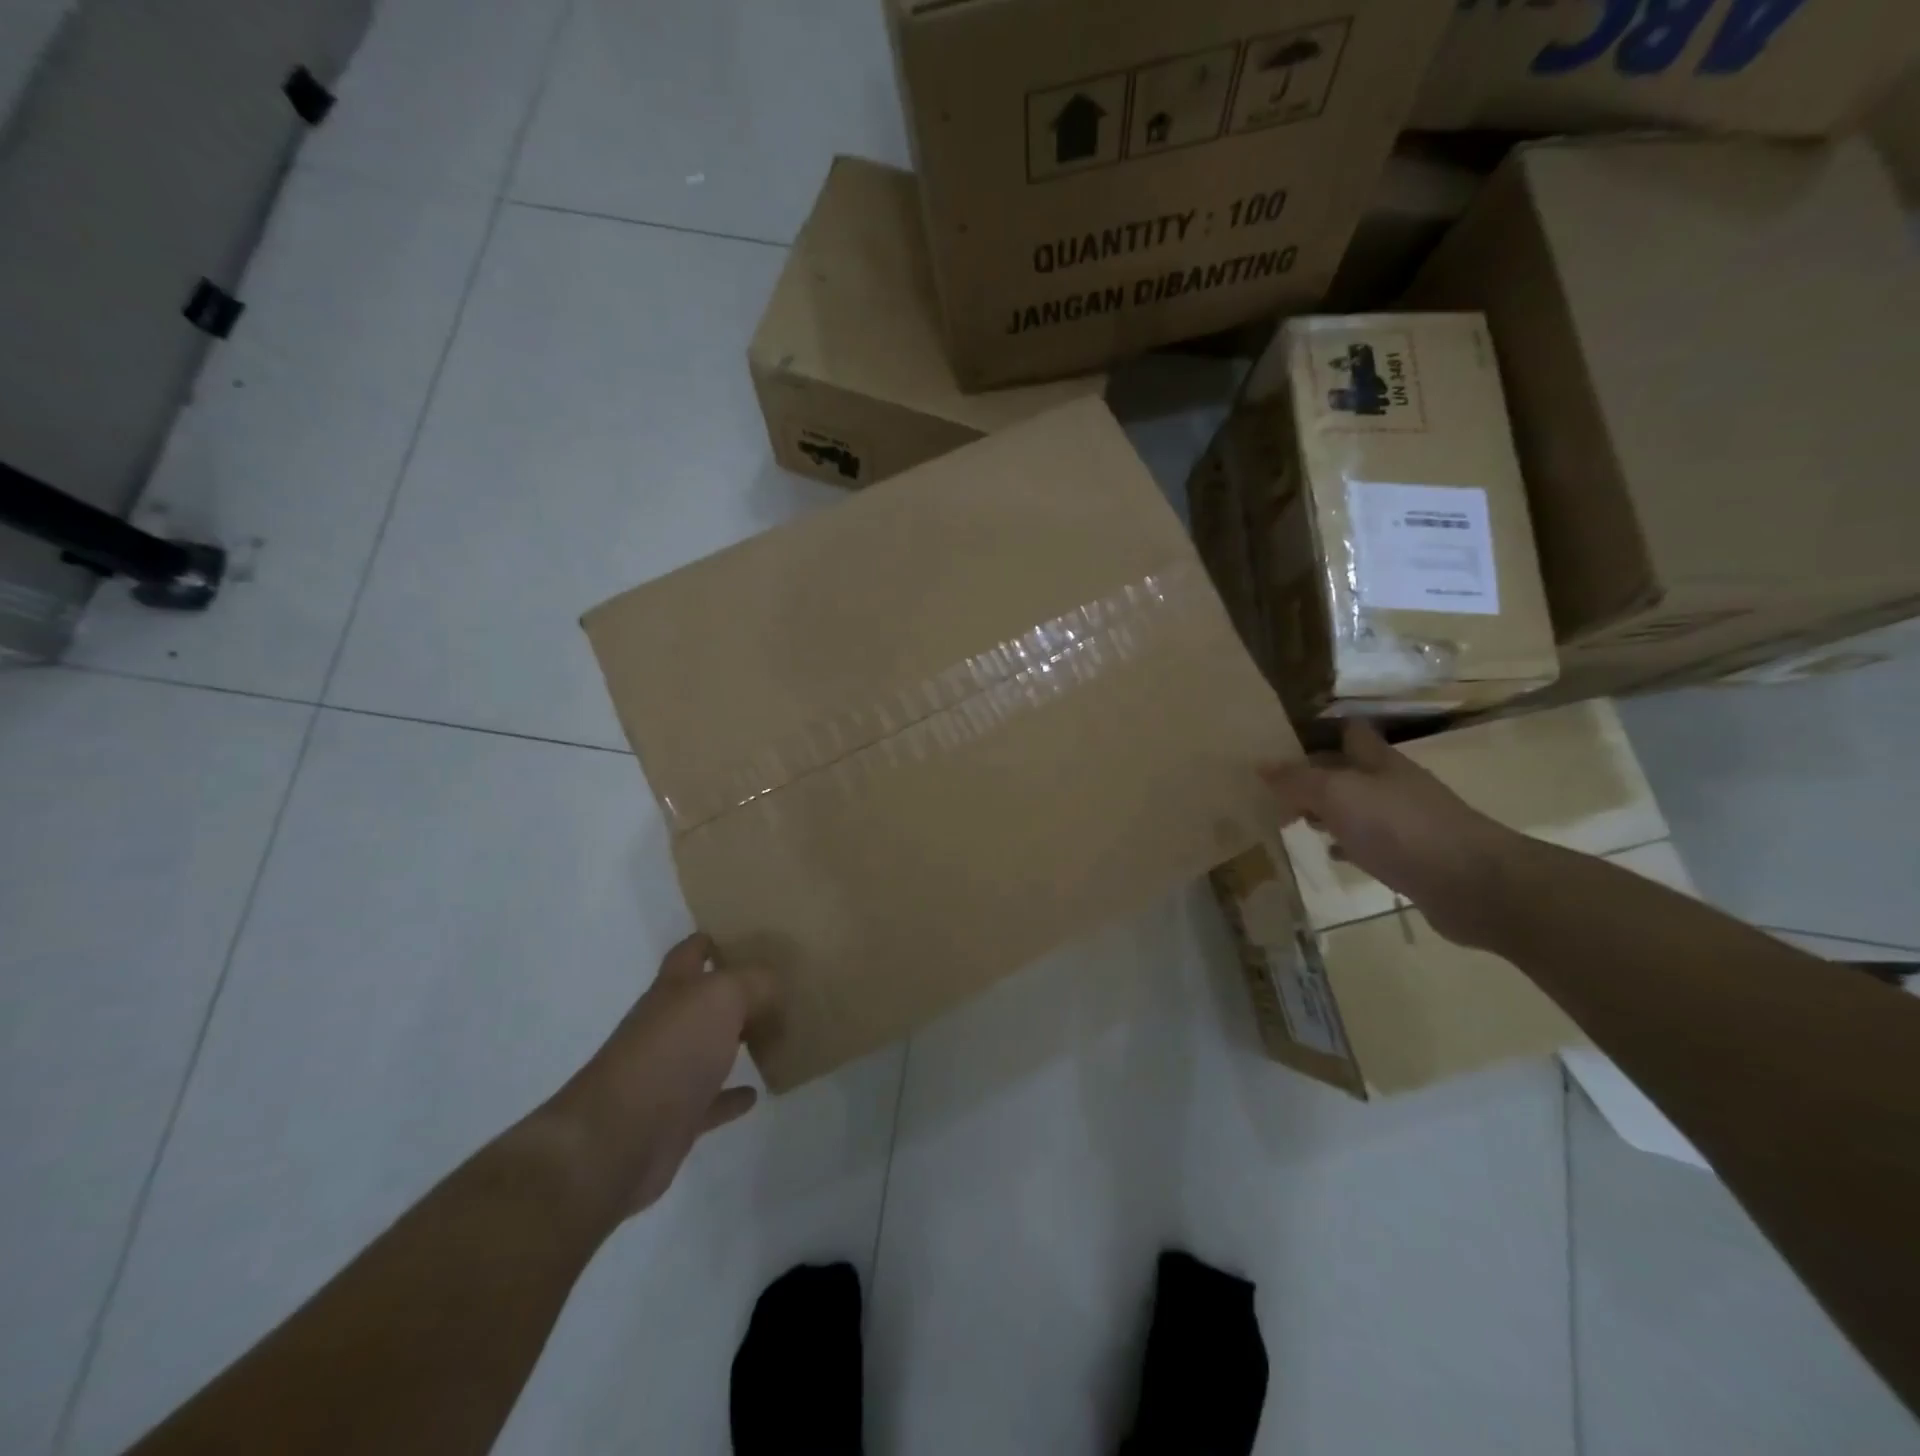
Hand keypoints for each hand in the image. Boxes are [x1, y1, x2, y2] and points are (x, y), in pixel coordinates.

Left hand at [542, 933, 773, 1221]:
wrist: (617, 1140)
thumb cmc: (670, 1052)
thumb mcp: (722, 998)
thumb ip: (755, 983)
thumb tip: (775, 987)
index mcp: (672, 990)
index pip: (688, 954)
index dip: (707, 941)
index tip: (737, 934)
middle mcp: (666, 1026)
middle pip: (701, 1002)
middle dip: (732, 992)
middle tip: (775, 986)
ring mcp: (667, 1073)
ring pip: (708, 1049)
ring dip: (735, 1042)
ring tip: (773, 1033)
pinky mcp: (675, 1119)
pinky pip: (711, 1101)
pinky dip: (732, 1096)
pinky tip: (755, 1093)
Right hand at [1261, 720, 1521, 947]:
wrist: (1472, 884)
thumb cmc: (1399, 827)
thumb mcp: (1337, 795)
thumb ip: (1297, 780)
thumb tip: (1260, 764)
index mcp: (1378, 762)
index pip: (1349, 732)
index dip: (1320, 731)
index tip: (1285, 741)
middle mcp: (1394, 785)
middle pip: (1351, 770)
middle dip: (1316, 774)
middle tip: (1275, 787)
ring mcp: (1407, 821)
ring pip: (1359, 807)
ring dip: (1329, 811)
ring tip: (1292, 820)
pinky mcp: (1413, 857)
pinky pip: (1371, 842)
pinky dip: (1348, 843)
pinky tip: (1331, 853)